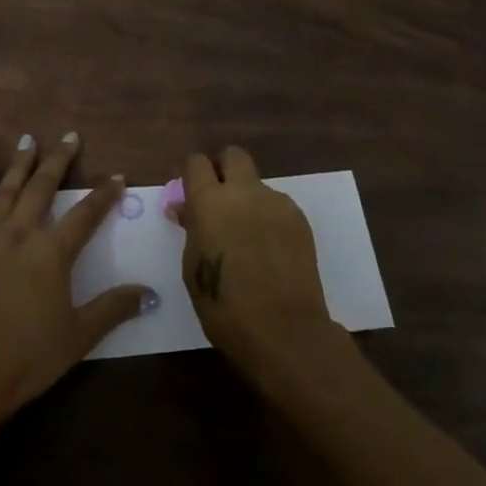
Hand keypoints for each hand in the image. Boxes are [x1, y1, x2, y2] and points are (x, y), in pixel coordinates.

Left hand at [0, 132, 156, 419]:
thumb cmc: (28, 356)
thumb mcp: (79, 336)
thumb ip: (114, 308)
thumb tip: (151, 293)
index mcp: (53, 252)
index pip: (86, 213)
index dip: (104, 194)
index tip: (117, 176)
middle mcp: (21, 232)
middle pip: (44, 187)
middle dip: (60, 160)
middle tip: (70, 137)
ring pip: (8, 187)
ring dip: (21, 162)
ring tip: (30, 139)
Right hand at [174, 146, 339, 384]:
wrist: (283, 330)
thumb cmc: (224, 305)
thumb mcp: (192, 267)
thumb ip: (191, 230)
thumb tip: (186, 210)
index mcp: (209, 202)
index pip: (196, 162)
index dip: (191, 172)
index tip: (189, 189)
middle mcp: (243, 192)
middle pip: (233, 155)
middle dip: (223, 168)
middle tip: (219, 198)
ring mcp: (276, 203)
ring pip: (257, 184)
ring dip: (248, 199)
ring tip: (247, 237)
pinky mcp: (299, 219)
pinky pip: (277, 206)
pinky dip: (268, 219)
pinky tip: (269, 250)